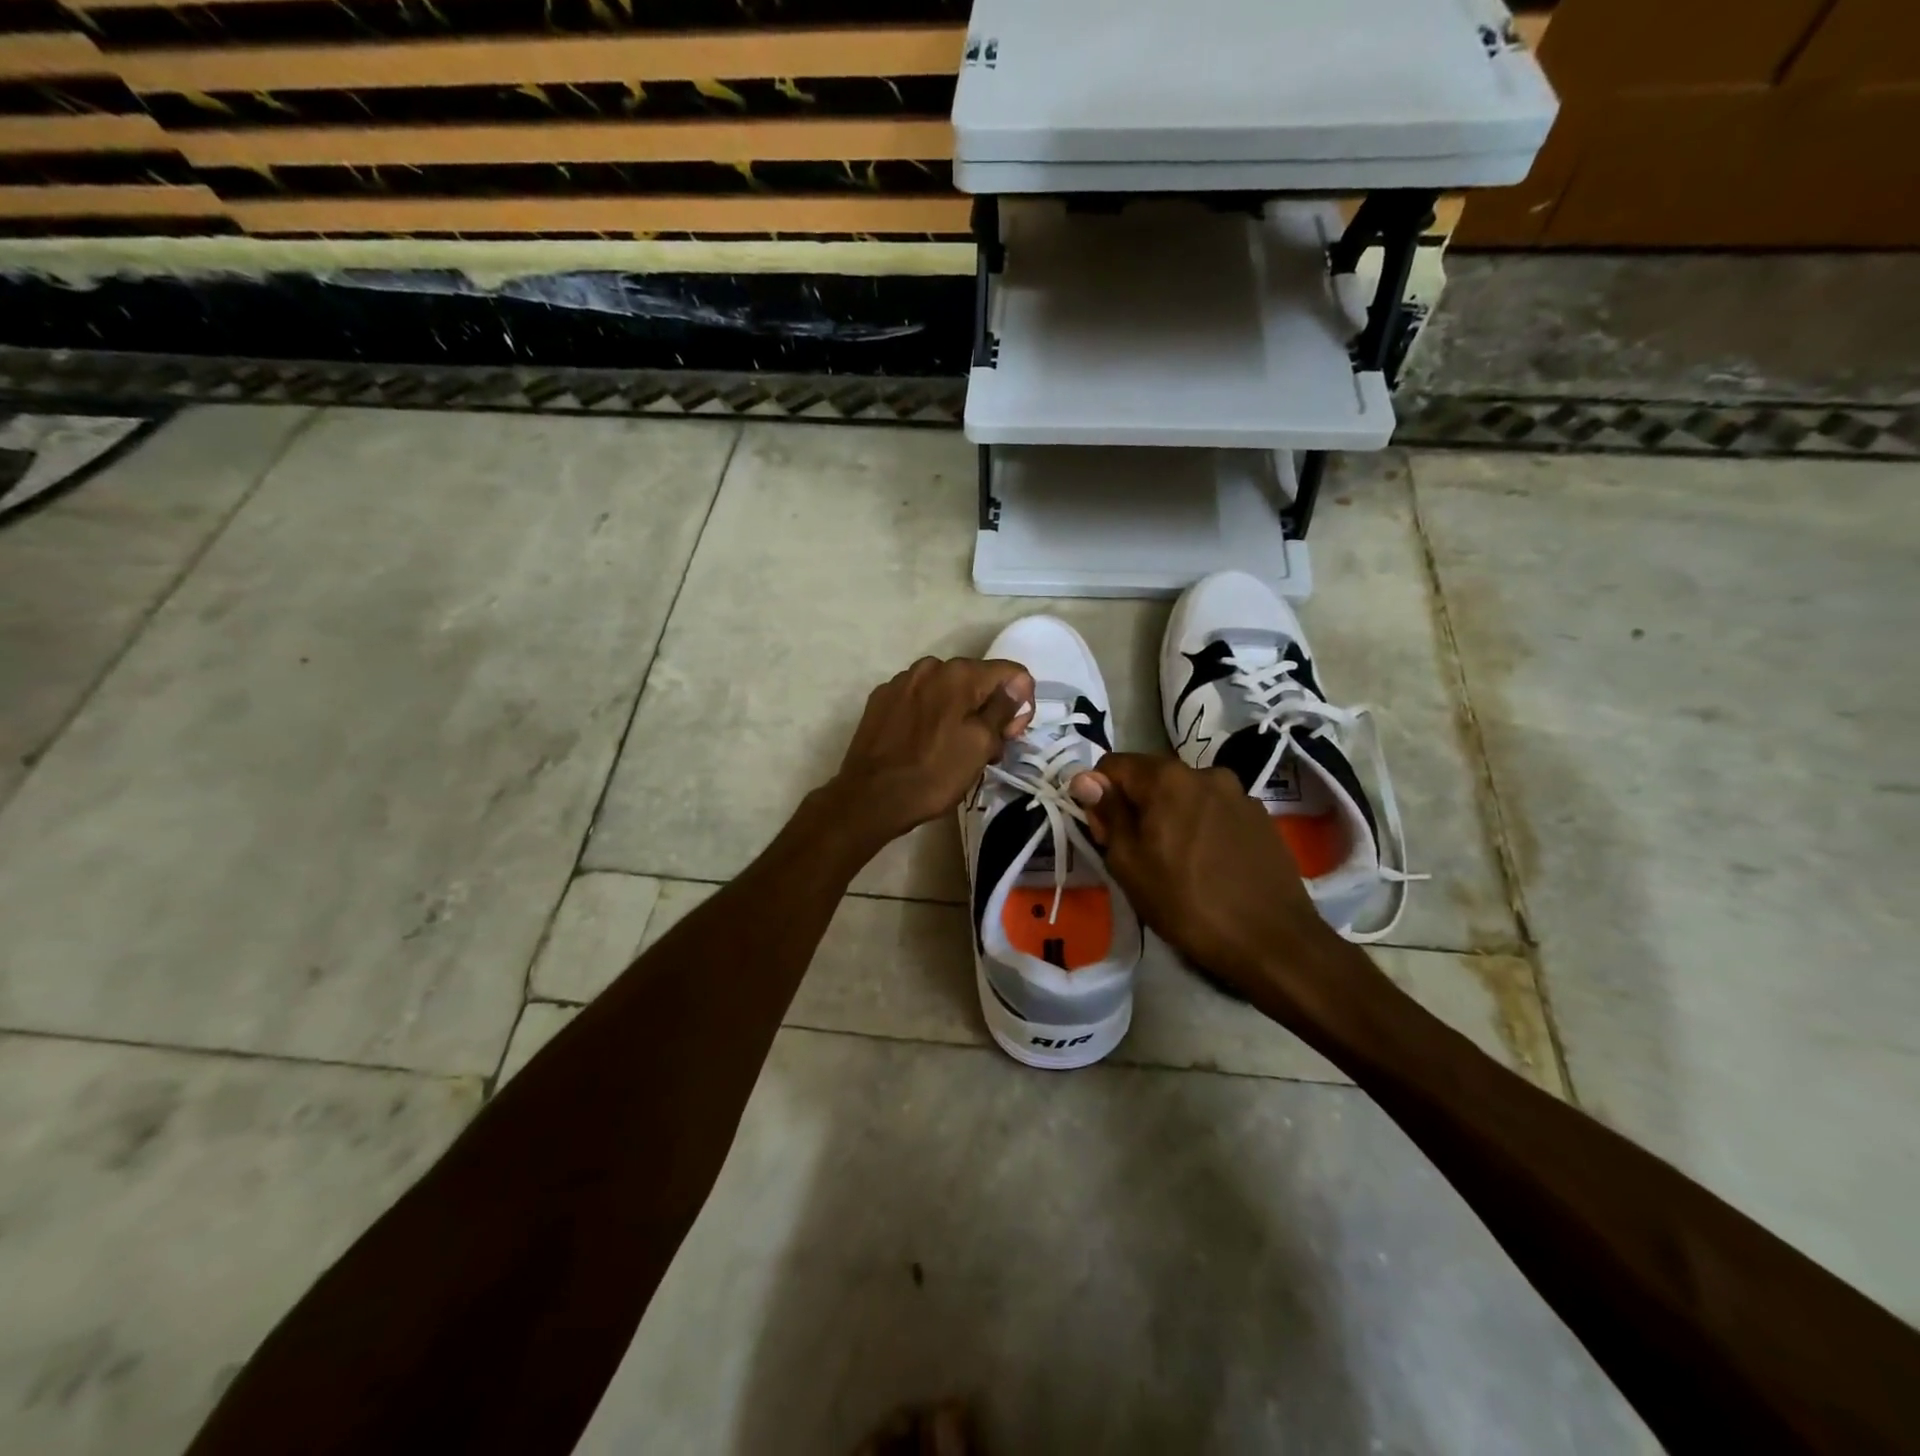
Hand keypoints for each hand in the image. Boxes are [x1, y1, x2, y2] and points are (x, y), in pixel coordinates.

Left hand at [830, 657, 1033, 846]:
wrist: (871, 797)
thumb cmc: (934, 773)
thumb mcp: (981, 745)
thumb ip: (1003, 709)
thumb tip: (1017, 685)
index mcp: (959, 673)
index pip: (1012, 674)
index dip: (1020, 704)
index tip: (1009, 736)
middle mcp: (930, 666)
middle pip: (978, 681)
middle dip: (989, 710)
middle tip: (987, 750)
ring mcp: (901, 682)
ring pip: (947, 691)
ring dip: (960, 714)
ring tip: (954, 750)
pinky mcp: (881, 700)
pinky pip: (920, 700)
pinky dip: (931, 716)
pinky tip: (925, 744)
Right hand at [1069, 754, 1338, 1004]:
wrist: (1273, 941)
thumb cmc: (1187, 904)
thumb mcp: (1130, 864)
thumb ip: (1108, 814)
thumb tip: (1085, 779)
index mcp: (1168, 778)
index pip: (1113, 764)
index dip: (1098, 794)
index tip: (1104, 832)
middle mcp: (1205, 772)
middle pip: (1151, 776)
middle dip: (1135, 804)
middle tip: (1135, 852)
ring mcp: (1238, 793)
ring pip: (1184, 794)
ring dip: (1170, 815)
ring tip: (1175, 860)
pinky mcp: (1260, 816)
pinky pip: (1213, 809)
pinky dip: (1200, 825)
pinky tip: (1207, 862)